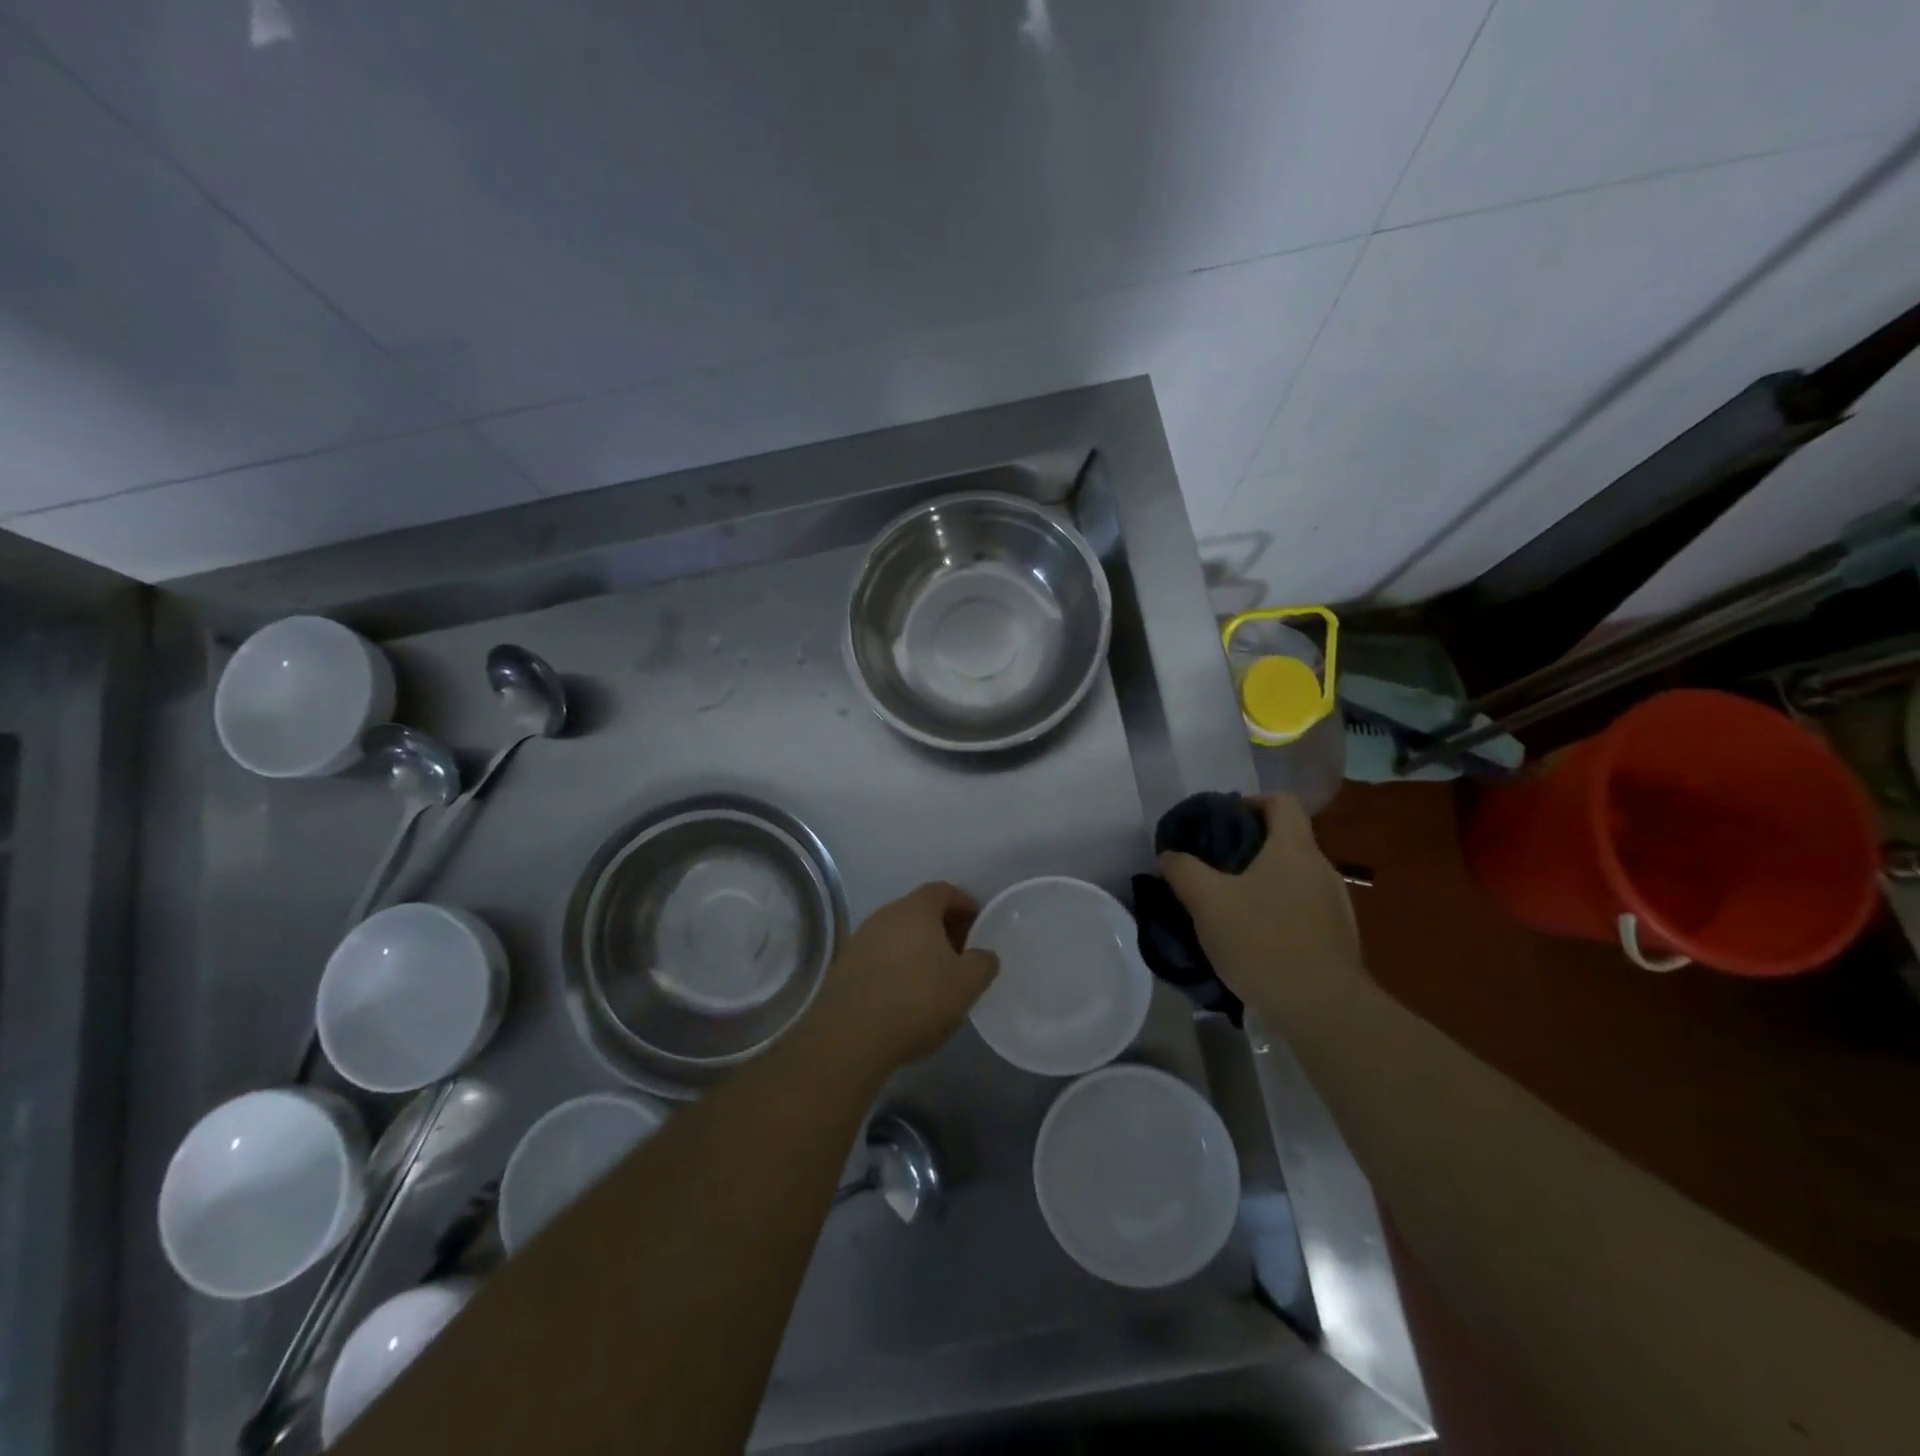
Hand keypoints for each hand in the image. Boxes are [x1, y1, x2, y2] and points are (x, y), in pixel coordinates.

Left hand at [808, 882, 999, 1078]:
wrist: (851, 1036)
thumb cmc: (917, 1000)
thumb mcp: (966, 985)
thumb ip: (983, 963)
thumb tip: (983, 956)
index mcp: (916, 909)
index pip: (943, 891)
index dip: (964, 904)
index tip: (978, 924)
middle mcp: (885, 915)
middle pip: (919, 911)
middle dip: (942, 928)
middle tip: (960, 954)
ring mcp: (860, 939)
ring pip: (897, 934)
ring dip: (917, 948)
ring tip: (934, 978)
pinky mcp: (844, 966)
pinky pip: (879, 956)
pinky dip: (896, 966)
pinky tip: (904, 995)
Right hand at [1159, 792, 1363, 1020]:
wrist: (1322, 1010)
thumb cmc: (1262, 941)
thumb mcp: (1207, 902)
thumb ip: (1182, 870)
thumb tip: (1166, 856)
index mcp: (1294, 849)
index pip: (1282, 801)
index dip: (1251, 801)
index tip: (1222, 821)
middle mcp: (1322, 869)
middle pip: (1286, 840)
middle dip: (1249, 848)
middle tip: (1214, 867)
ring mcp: (1336, 905)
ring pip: (1294, 878)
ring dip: (1264, 883)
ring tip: (1230, 906)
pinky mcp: (1338, 939)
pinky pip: (1303, 910)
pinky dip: (1279, 912)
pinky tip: (1255, 939)